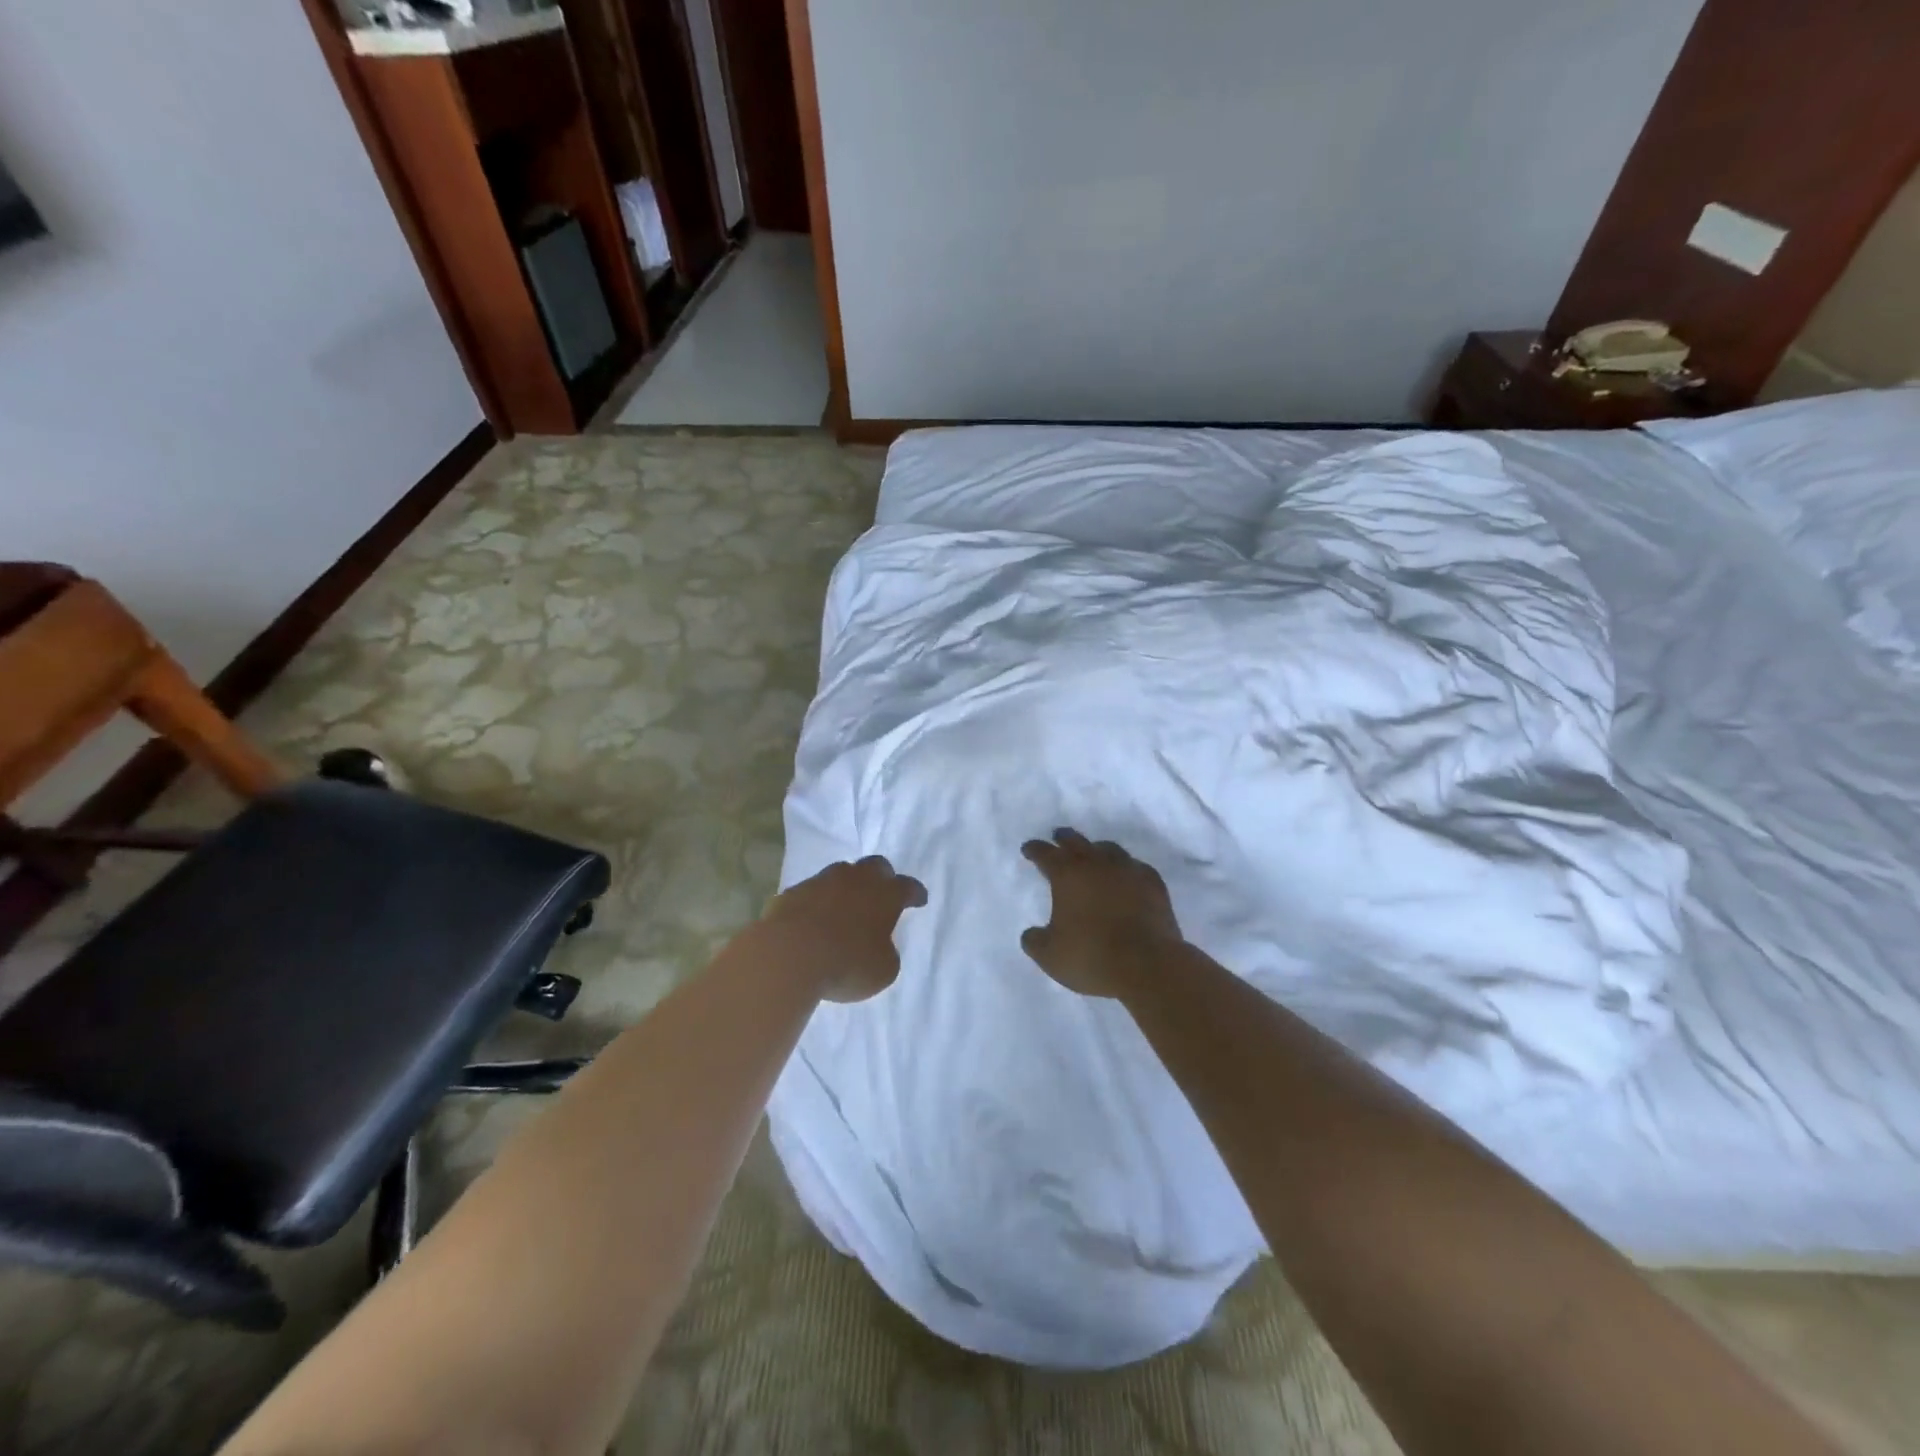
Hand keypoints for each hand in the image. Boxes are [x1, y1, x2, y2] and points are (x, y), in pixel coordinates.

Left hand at [758, 856, 926, 1002]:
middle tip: (883, 891)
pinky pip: (811, 891)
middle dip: (883, 876)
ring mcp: (821, 882)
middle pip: (875, 866)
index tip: (919, 899)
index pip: (907, 887)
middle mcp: (855, 880)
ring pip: (841, 873)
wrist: (789, 956)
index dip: (915, 893)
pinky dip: (817, 901)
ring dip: (847, 885)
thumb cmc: (847, 964)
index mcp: (885, 895)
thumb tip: (879, 945)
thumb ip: (886, 952)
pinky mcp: (793, 892)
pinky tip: (814, 918)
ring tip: (845, 904)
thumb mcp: (883, 970)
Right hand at [1019, 829, 1184, 998]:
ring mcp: (1128, 870)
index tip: (1029, 849)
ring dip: (1096, 850)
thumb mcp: (1050, 956)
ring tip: (1093, 855)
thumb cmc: (1091, 956)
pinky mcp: (1153, 884)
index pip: (1045, 853)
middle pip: (1077, 841)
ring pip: (1109, 849)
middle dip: (1064, 839)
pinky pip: (1135, 867)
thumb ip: (1035, 941)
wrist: (1148, 965)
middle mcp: (1097, 864)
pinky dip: (1125, 869)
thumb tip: (1032, 934)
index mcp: (1067, 874)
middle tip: (1058, 837)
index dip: (1035, 850)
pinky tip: (1126, 877)